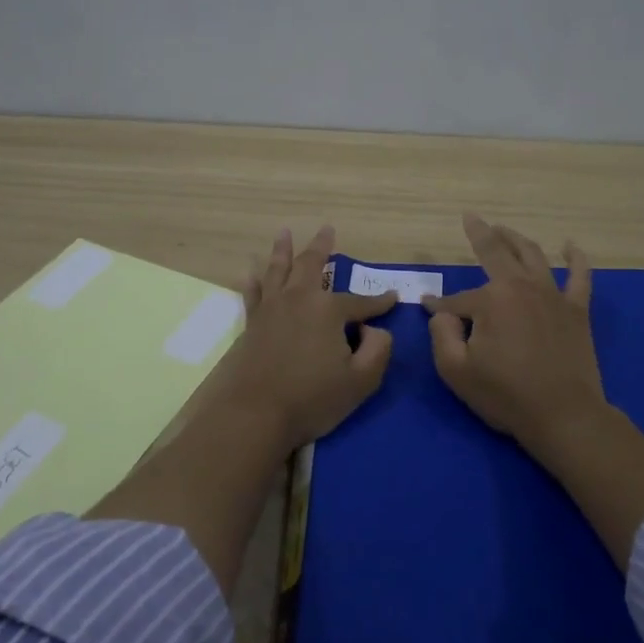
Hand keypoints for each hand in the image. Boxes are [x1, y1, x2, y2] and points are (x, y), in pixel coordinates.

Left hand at [223, 224, 398, 451]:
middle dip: (322, 247)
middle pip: (311, 265)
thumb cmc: (312, 398)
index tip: (393, 298)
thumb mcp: (361, 380)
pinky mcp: (251, 323)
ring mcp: (271, 309)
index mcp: (328, 310)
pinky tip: (250, 272)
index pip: (360, 302)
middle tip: (327, 229)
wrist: (255, 413)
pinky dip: (253, 281)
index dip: (380, 302)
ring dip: (283, 250)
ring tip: (284, 232)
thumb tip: (376, 329)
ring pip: (278, 270)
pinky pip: (252, 293)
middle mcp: (298, 299)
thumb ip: (378, 350)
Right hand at [423, 213, 611, 456]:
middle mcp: (522, 287)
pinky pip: (579, 276)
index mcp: (491, 300)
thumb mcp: (456, 370)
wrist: (564, 416)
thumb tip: (442, 313)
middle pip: (498, 253)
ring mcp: (553, 296)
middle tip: (472, 218)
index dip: (439, 306)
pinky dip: (576, 258)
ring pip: (533, 256)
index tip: (427, 309)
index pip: (457, 299)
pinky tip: (570, 246)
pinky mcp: (577, 311)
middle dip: (481, 234)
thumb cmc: (505, 395)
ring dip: (516, 239)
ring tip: (504, 229)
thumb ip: (441, 334)